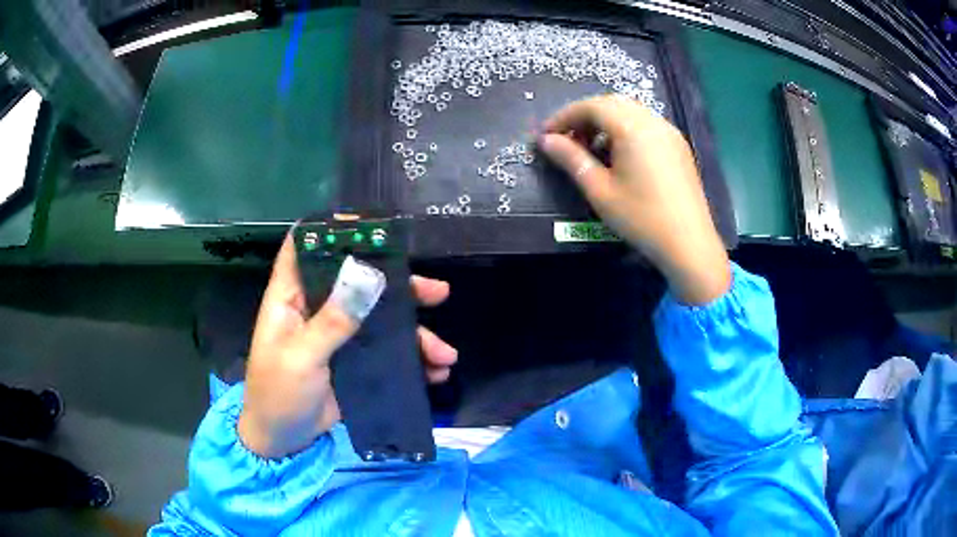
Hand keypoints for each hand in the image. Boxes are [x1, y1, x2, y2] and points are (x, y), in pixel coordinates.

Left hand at [237, 234, 457, 457]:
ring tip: (445, 354)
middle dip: (400, 285)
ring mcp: (337, 335)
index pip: (305, 247)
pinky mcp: (353, 360)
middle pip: (358, 280)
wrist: (283, 439)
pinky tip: (434, 372)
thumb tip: (368, 274)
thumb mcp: (302, 358)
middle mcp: (316, 308)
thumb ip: (333, 320)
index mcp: (291, 298)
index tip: (374, 227)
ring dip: (415, 332)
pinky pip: (386, 350)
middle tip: (436, 292)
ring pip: (380, 317)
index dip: (332, 230)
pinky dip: (411, 359)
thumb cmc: (278, 394)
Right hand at [539, 95, 730, 303]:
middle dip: (584, 116)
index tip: (545, 136)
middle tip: (566, 140)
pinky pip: (645, 124)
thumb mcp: (600, 190)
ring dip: (605, 122)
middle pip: (610, 104)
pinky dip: (625, 129)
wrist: (689, 243)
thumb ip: (571, 159)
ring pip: (629, 112)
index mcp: (632, 127)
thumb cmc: (641, 217)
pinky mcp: (678, 145)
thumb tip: (546, 141)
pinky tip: (618, 155)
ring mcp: (669, 131)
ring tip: (590, 148)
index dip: (564, 117)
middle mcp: (652, 121)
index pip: (590, 106)